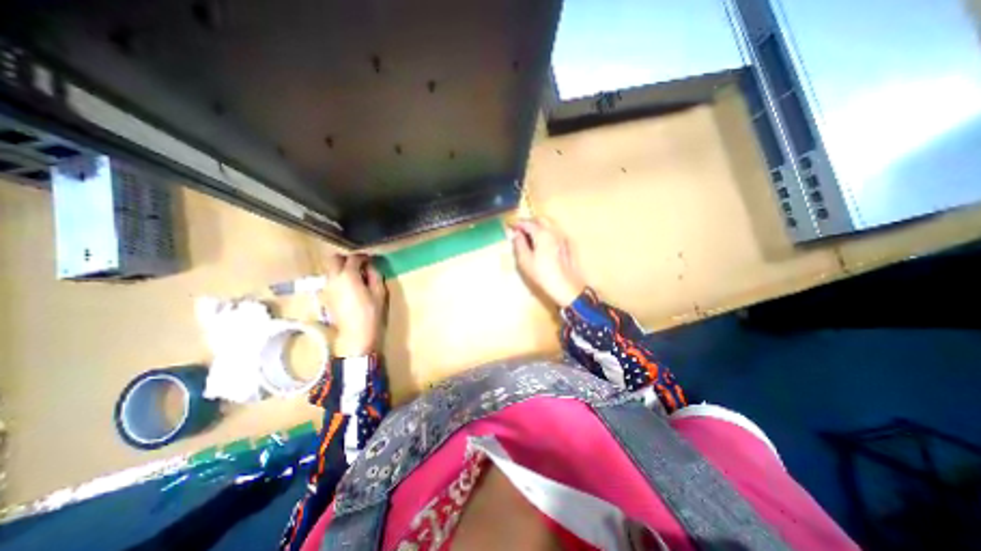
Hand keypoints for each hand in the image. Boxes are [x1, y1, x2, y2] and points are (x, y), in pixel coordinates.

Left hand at [321, 255, 383, 355]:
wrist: (356, 334)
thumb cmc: (371, 312)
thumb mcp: (379, 292)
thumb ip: (374, 275)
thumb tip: (370, 266)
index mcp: (348, 276)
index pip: (353, 258)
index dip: (363, 257)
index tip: (370, 260)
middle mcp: (333, 279)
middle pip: (334, 259)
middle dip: (346, 259)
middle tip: (359, 265)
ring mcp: (327, 288)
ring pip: (330, 270)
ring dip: (341, 268)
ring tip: (355, 276)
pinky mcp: (326, 297)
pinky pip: (330, 280)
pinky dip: (338, 278)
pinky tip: (349, 287)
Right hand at [510, 217, 585, 306]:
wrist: (567, 286)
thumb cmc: (543, 274)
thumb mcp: (525, 261)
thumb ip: (519, 244)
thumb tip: (516, 234)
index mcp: (542, 233)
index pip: (527, 223)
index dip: (518, 224)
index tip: (511, 227)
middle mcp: (554, 231)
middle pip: (540, 220)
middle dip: (529, 222)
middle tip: (520, 231)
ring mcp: (562, 237)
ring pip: (549, 224)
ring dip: (539, 226)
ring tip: (530, 237)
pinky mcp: (567, 244)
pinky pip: (555, 232)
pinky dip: (546, 232)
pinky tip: (542, 244)